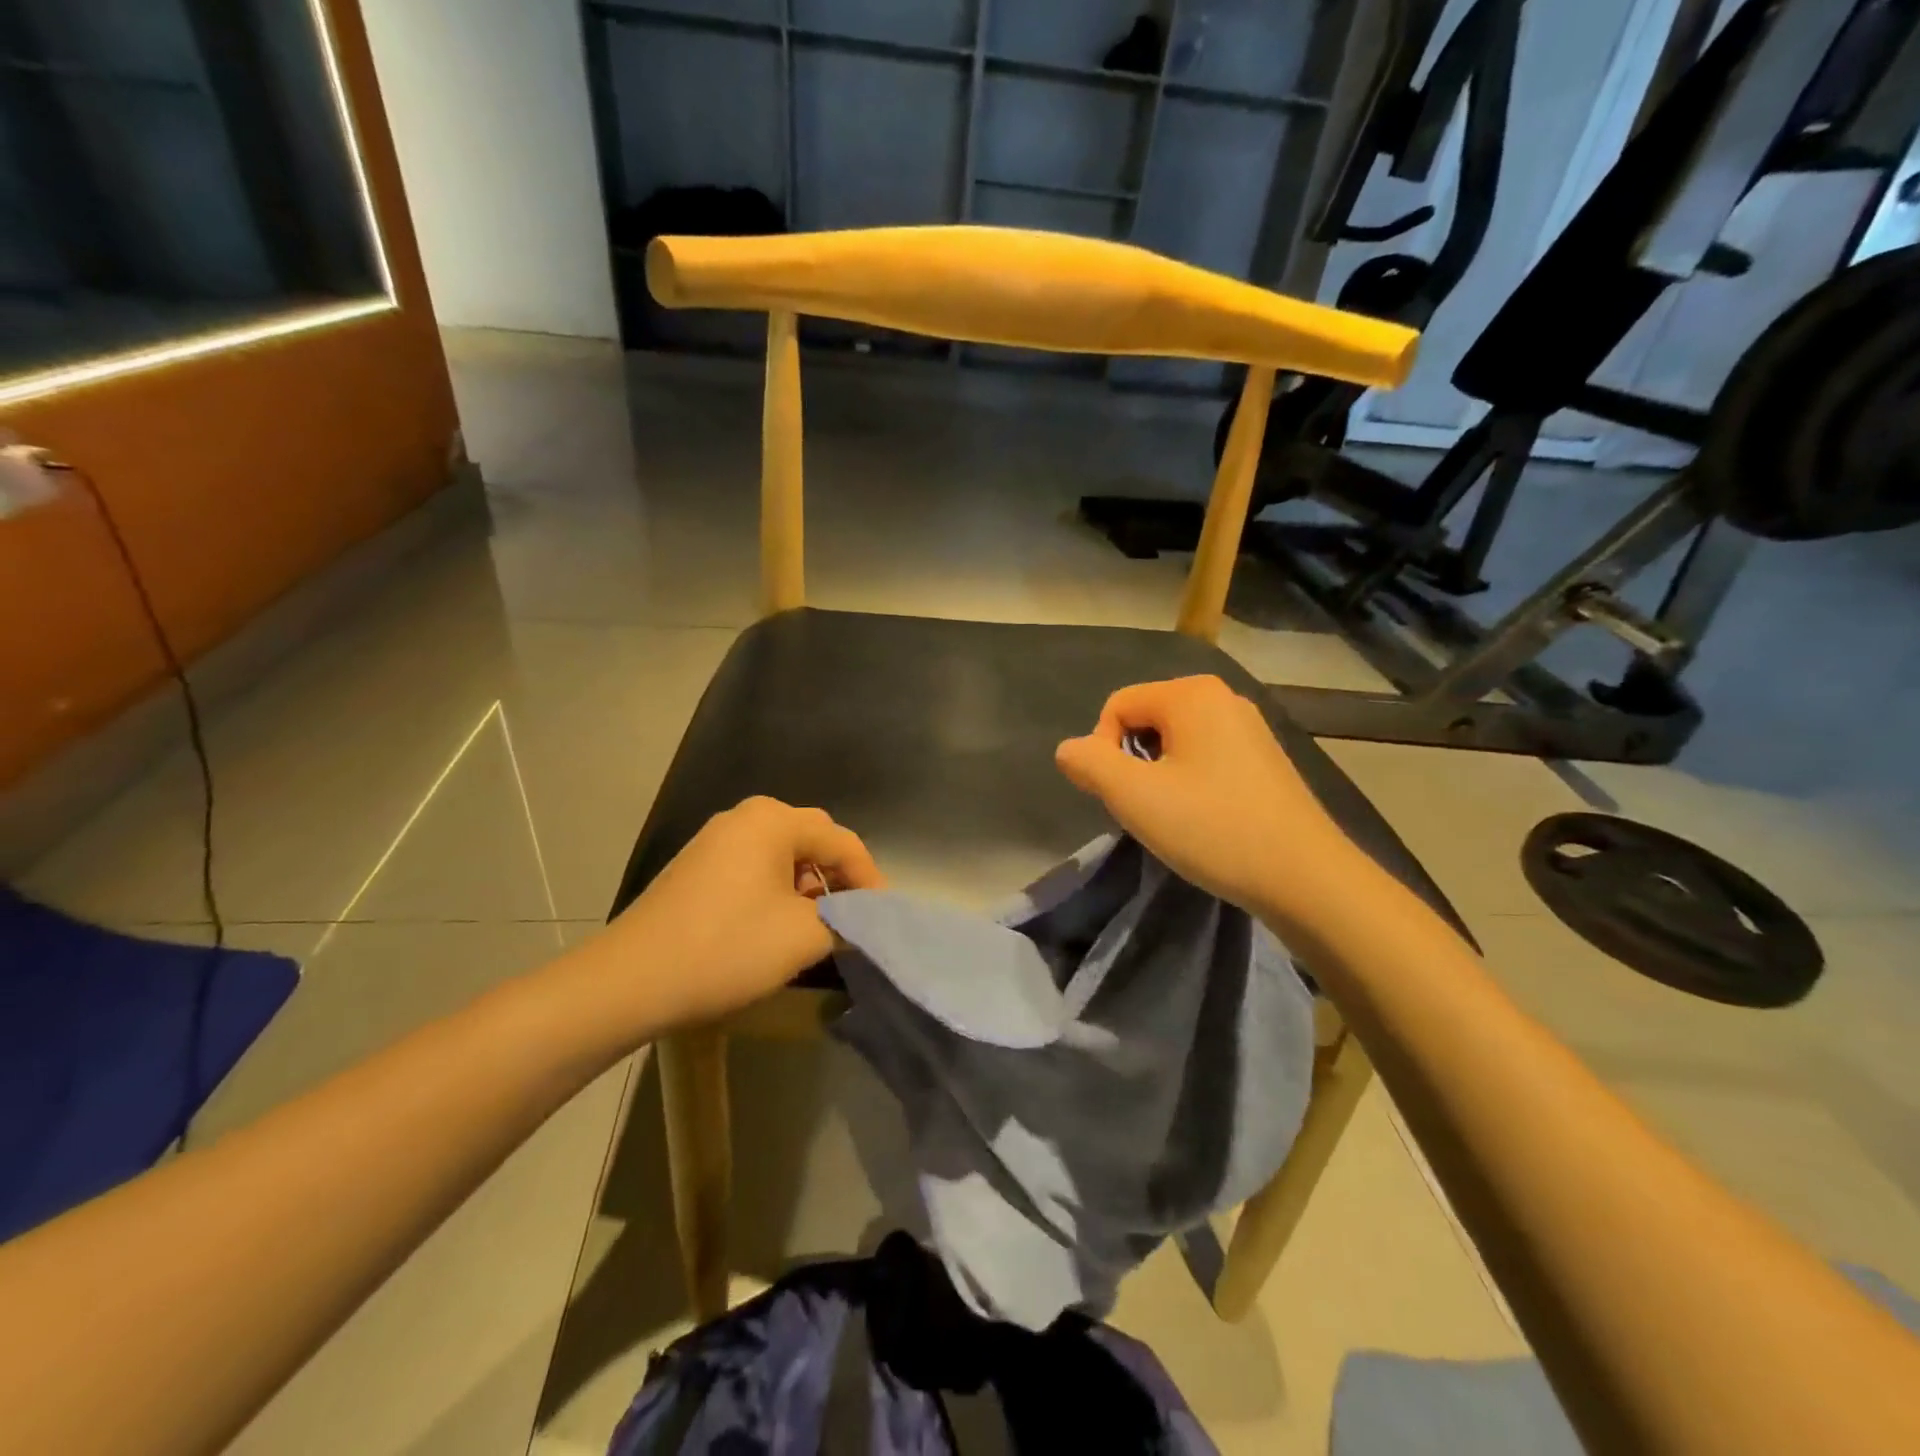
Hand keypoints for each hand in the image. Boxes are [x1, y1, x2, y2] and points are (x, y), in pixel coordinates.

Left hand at [599, 798, 885, 1030]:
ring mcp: (715, 840)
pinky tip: (776, 924)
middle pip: (812, 839)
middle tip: (855, 915)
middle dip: (839, 876)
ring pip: (783, 855)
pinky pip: (754, 867)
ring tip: (818, 924)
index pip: (842, 841)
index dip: (869, 878)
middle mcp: (745, 817)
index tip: (883, 916)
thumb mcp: (802, 937)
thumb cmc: (726, 948)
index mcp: (773, 821)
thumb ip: (847, 921)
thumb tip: (862, 918)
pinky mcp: (697, 867)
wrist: (629, 980)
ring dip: (809, 885)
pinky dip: (778, 889)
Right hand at [1055, 676, 1366, 931]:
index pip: (1117, 706)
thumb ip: (1089, 764)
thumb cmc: (1213, 828)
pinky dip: (1191, 782)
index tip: (1122, 795)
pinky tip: (1205, 818)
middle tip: (1147, 808)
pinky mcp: (1265, 758)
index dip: (1103, 750)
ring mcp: (1250, 727)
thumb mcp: (1134, 796)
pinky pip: (1206, 756)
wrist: (1305, 877)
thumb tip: (1069, 750)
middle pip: (1146, 719)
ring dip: (1160, 775)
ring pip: (1175, 741)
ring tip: (1175, 816)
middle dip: (1132, 762)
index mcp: (1192, 694)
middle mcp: (1223, 697)